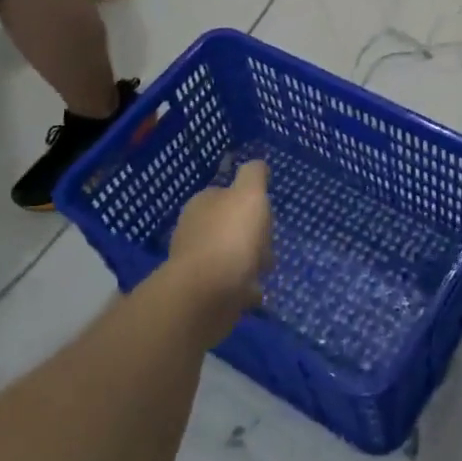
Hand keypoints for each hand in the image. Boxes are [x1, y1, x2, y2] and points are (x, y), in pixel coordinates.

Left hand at [166, 160, 273, 346]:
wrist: (205, 296)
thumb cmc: (230, 238)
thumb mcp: (249, 195)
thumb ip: (254, 175)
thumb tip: (257, 164)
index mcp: (202, 204)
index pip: (226, 195)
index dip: (250, 203)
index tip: (266, 215)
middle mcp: (194, 230)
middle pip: (230, 227)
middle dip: (252, 236)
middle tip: (267, 246)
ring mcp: (196, 263)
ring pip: (231, 256)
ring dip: (249, 263)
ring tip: (264, 272)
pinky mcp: (202, 293)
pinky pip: (229, 285)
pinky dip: (242, 288)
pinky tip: (254, 292)